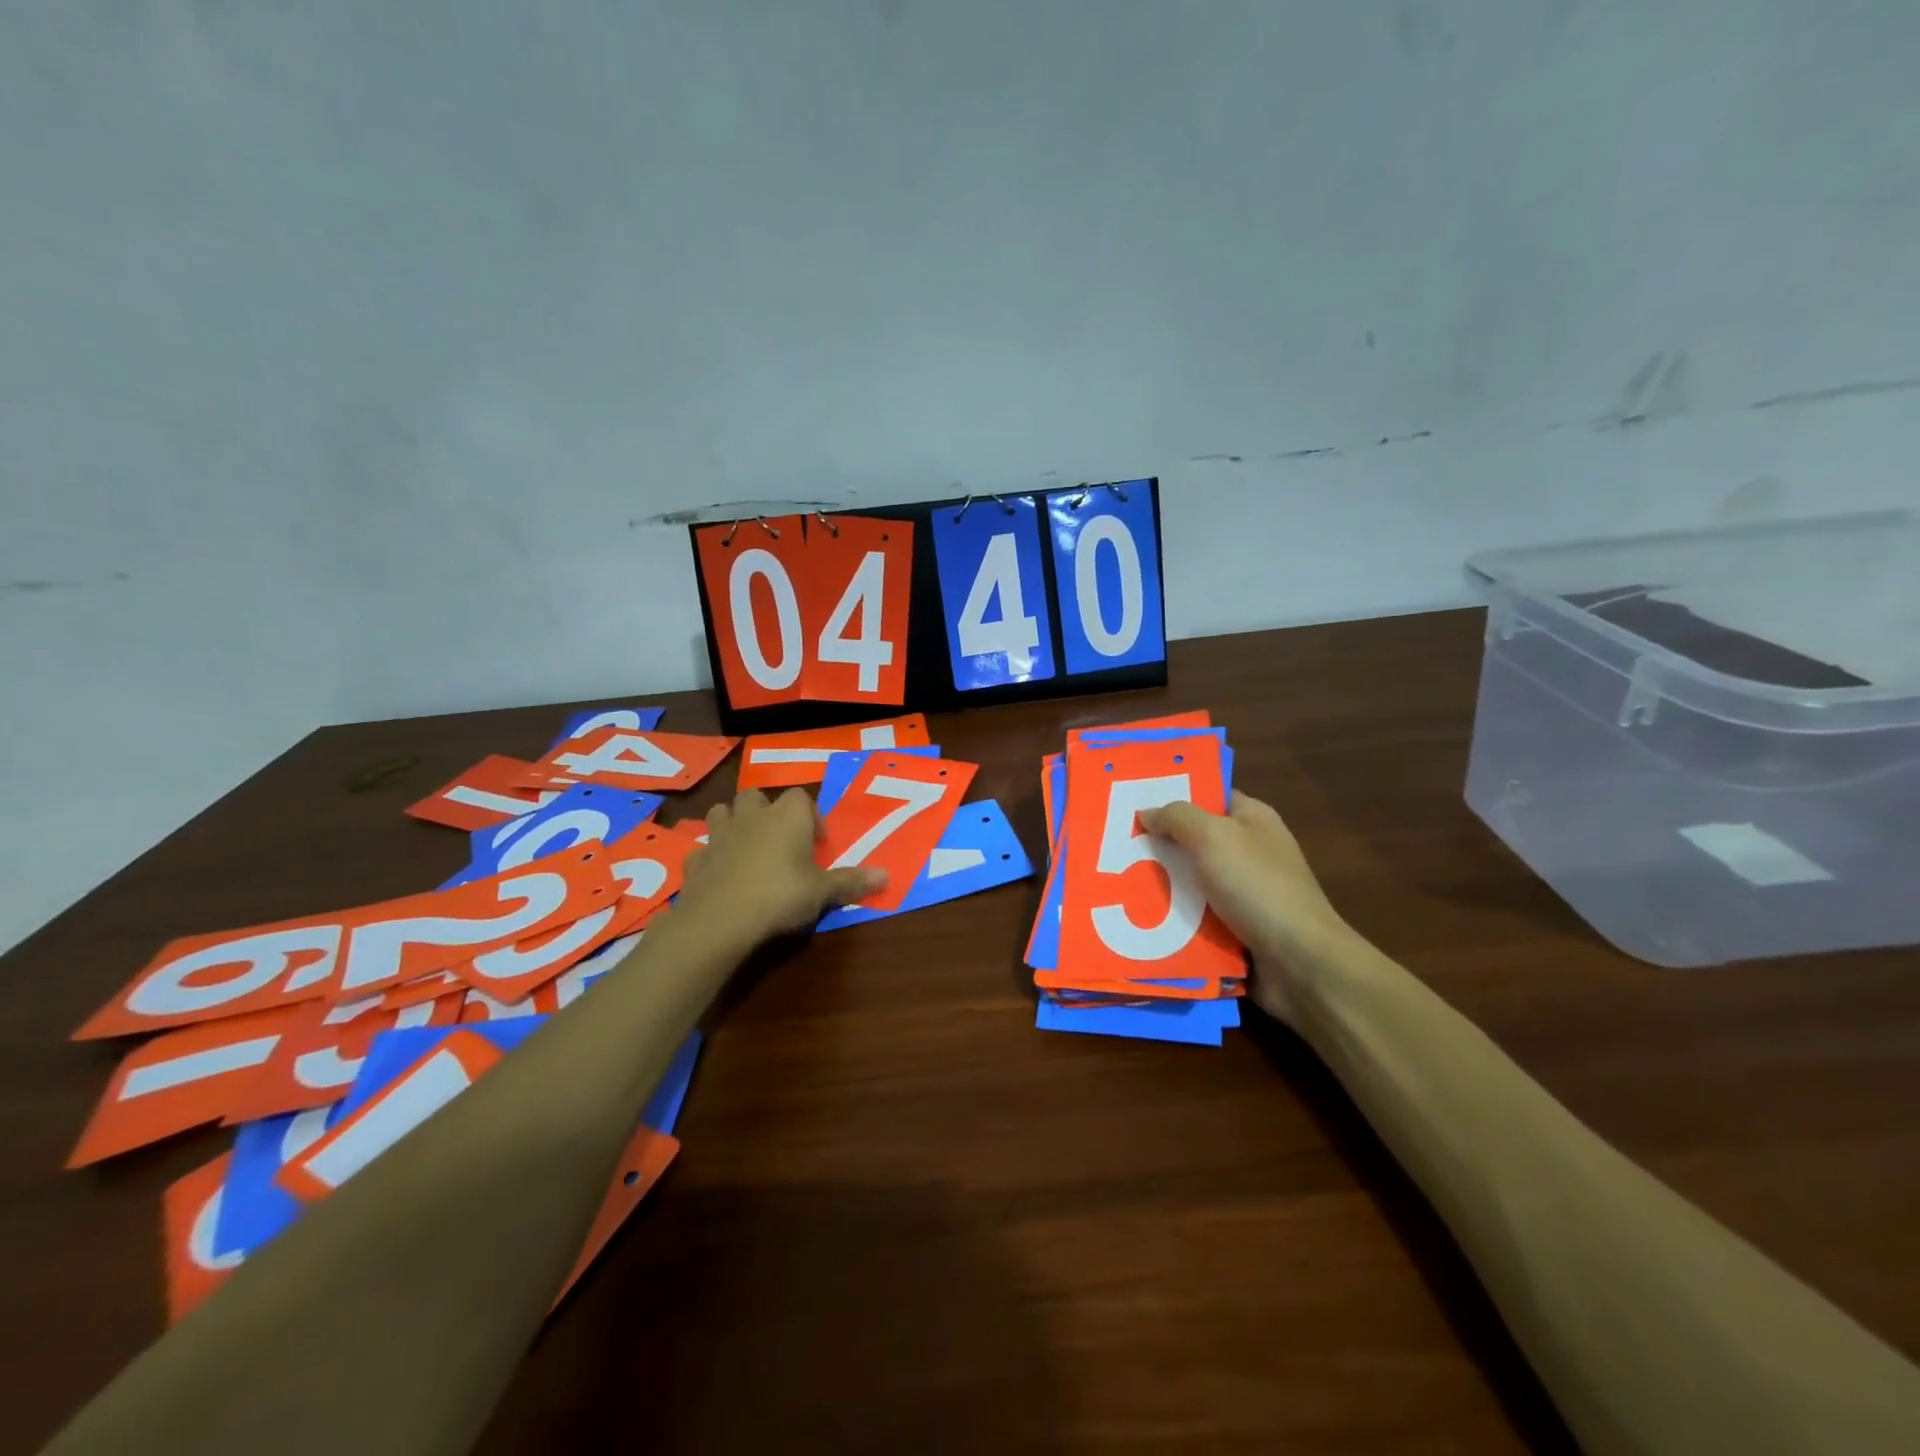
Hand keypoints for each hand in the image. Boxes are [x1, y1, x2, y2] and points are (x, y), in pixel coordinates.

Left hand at [677, 788, 886, 943]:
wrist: (720, 920)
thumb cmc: (780, 895)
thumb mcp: (823, 892)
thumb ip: (852, 882)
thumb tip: (888, 876)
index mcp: (787, 816)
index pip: (801, 797)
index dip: (810, 816)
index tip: (817, 843)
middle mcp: (752, 816)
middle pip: (756, 796)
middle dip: (766, 811)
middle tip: (779, 839)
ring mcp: (719, 835)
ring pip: (722, 812)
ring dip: (733, 823)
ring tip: (746, 847)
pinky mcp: (695, 859)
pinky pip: (703, 849)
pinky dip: (711, 857)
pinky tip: (719, 874)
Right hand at [1137, 791, 1353, 1022]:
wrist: (1299, 962)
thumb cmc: (1257, 886)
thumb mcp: (1212, 837)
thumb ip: (1176, 817)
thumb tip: (1147, 812)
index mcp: (1253, 819)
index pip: (1210, 796)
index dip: (1174, 795)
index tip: (1133, 801)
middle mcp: (1250, 851)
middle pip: (1194, 840)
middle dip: (1159, 844)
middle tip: (1116, 844)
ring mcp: (1245, 892)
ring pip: (1191, 881)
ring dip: (1162, 884)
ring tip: (1117, 882)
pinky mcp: (1236, 928)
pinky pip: (1195, 916)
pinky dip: (1172, 918)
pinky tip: (1139, 916)